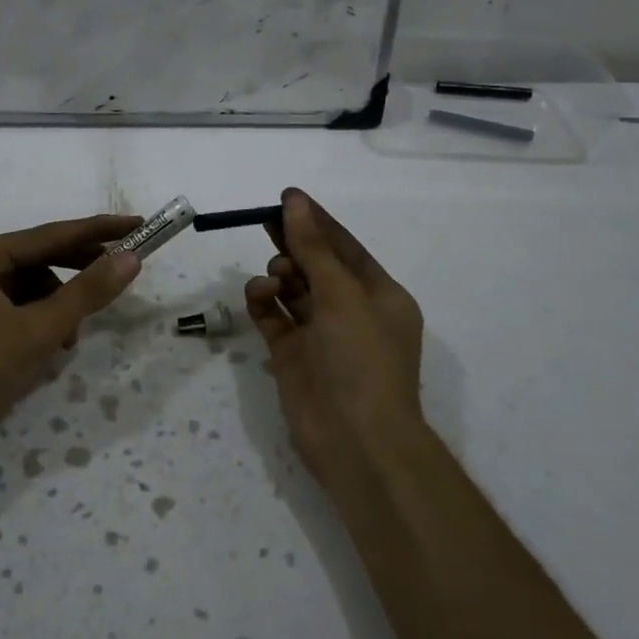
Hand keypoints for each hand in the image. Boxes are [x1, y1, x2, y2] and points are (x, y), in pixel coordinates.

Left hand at [0, 214, 142, 491]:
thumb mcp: (38, 331)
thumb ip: (87, 292)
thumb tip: (131, 257)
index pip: (52, 234)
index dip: (99, 231)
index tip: (138, 224)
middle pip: (42, 257)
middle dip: (81, 269)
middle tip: (124, 271)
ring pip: (34, 288)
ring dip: (60, 306)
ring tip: (71, 337)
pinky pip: (21, 311)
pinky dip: (42, 324)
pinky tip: (51, 349)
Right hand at [244, 188, 424, 487]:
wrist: (356, 441)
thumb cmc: (362, 359)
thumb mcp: (342, 295)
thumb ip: (314, 248)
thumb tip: (295, 202)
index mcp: (379, 295)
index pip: (345, 247)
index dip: (317, 222)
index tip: (287, 197)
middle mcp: (350, 311)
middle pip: (316, 265)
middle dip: (293, 244)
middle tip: (264, 224)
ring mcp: (320, 334)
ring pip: (293, 289)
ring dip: (279, 274)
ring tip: (273, 278)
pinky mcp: (292, 354)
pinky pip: (273, 316)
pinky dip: (264, 301)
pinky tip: (259, 295)